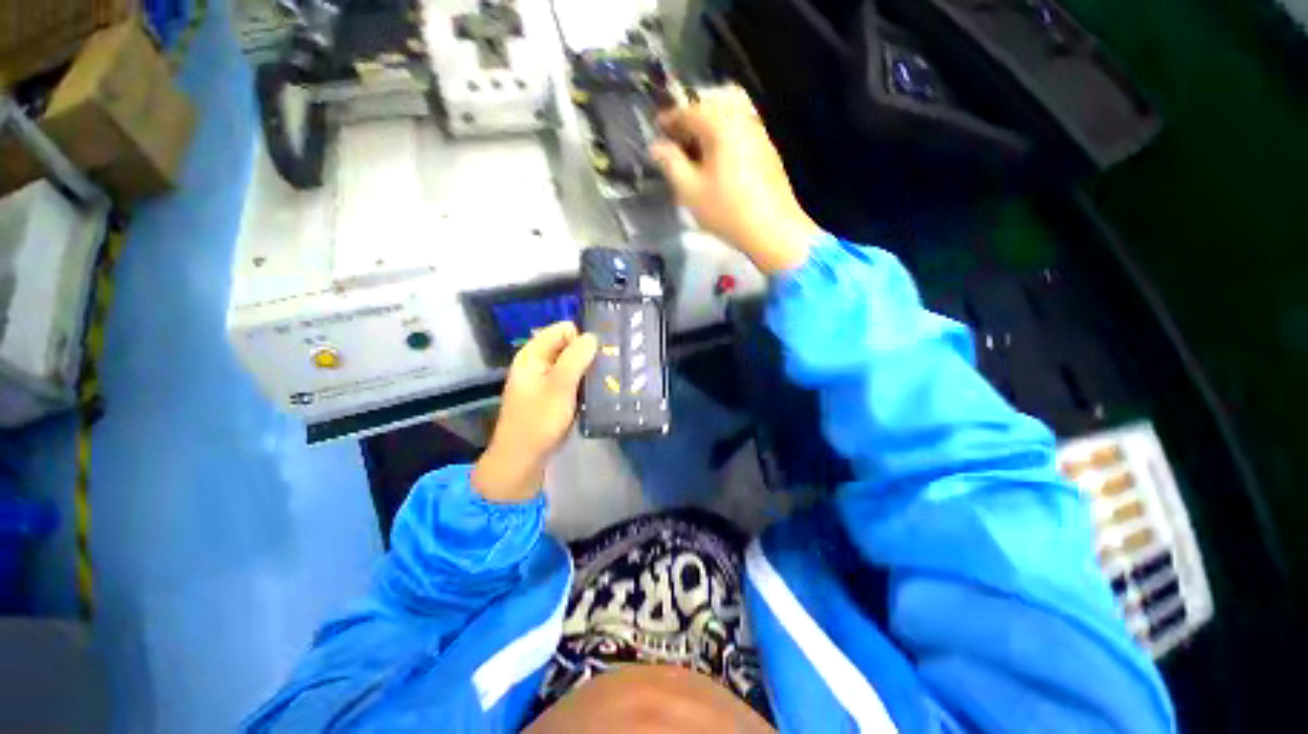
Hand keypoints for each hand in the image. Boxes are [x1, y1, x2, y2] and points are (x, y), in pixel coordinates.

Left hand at [472, 322, 597, 502]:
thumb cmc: (539, 421)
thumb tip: (592, 336)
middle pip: (568, 345)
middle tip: (609, 367)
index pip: (563, 330)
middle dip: (588, 354)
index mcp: (533, 355)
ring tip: (608, 378)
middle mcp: (538, 363)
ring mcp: (545, 380)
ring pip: (572, 363)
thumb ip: (576, 358)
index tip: (601, 353)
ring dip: (588, 370)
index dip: (582, 337)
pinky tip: (597, 391)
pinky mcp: (553, 395)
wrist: (522, 459)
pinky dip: (584, 383)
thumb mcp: (559, 387)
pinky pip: (572, 379)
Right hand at [649, 86, 819, 274]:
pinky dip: (724, 136)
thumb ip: (671, 163)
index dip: (669, 119)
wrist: (773, 229)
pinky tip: (717, 161)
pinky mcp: (767, 150)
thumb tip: (656, 147)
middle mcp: (742, 118)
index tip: (656, 130)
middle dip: (691, 117)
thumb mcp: (690, 190)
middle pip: (712, 104)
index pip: (689, 110)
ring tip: (695, 151)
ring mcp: (759, 132)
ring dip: (708, 126)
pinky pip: (740, 130)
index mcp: (721, 123)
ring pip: (729, 115)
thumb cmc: (726, 210)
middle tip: (677, 138)